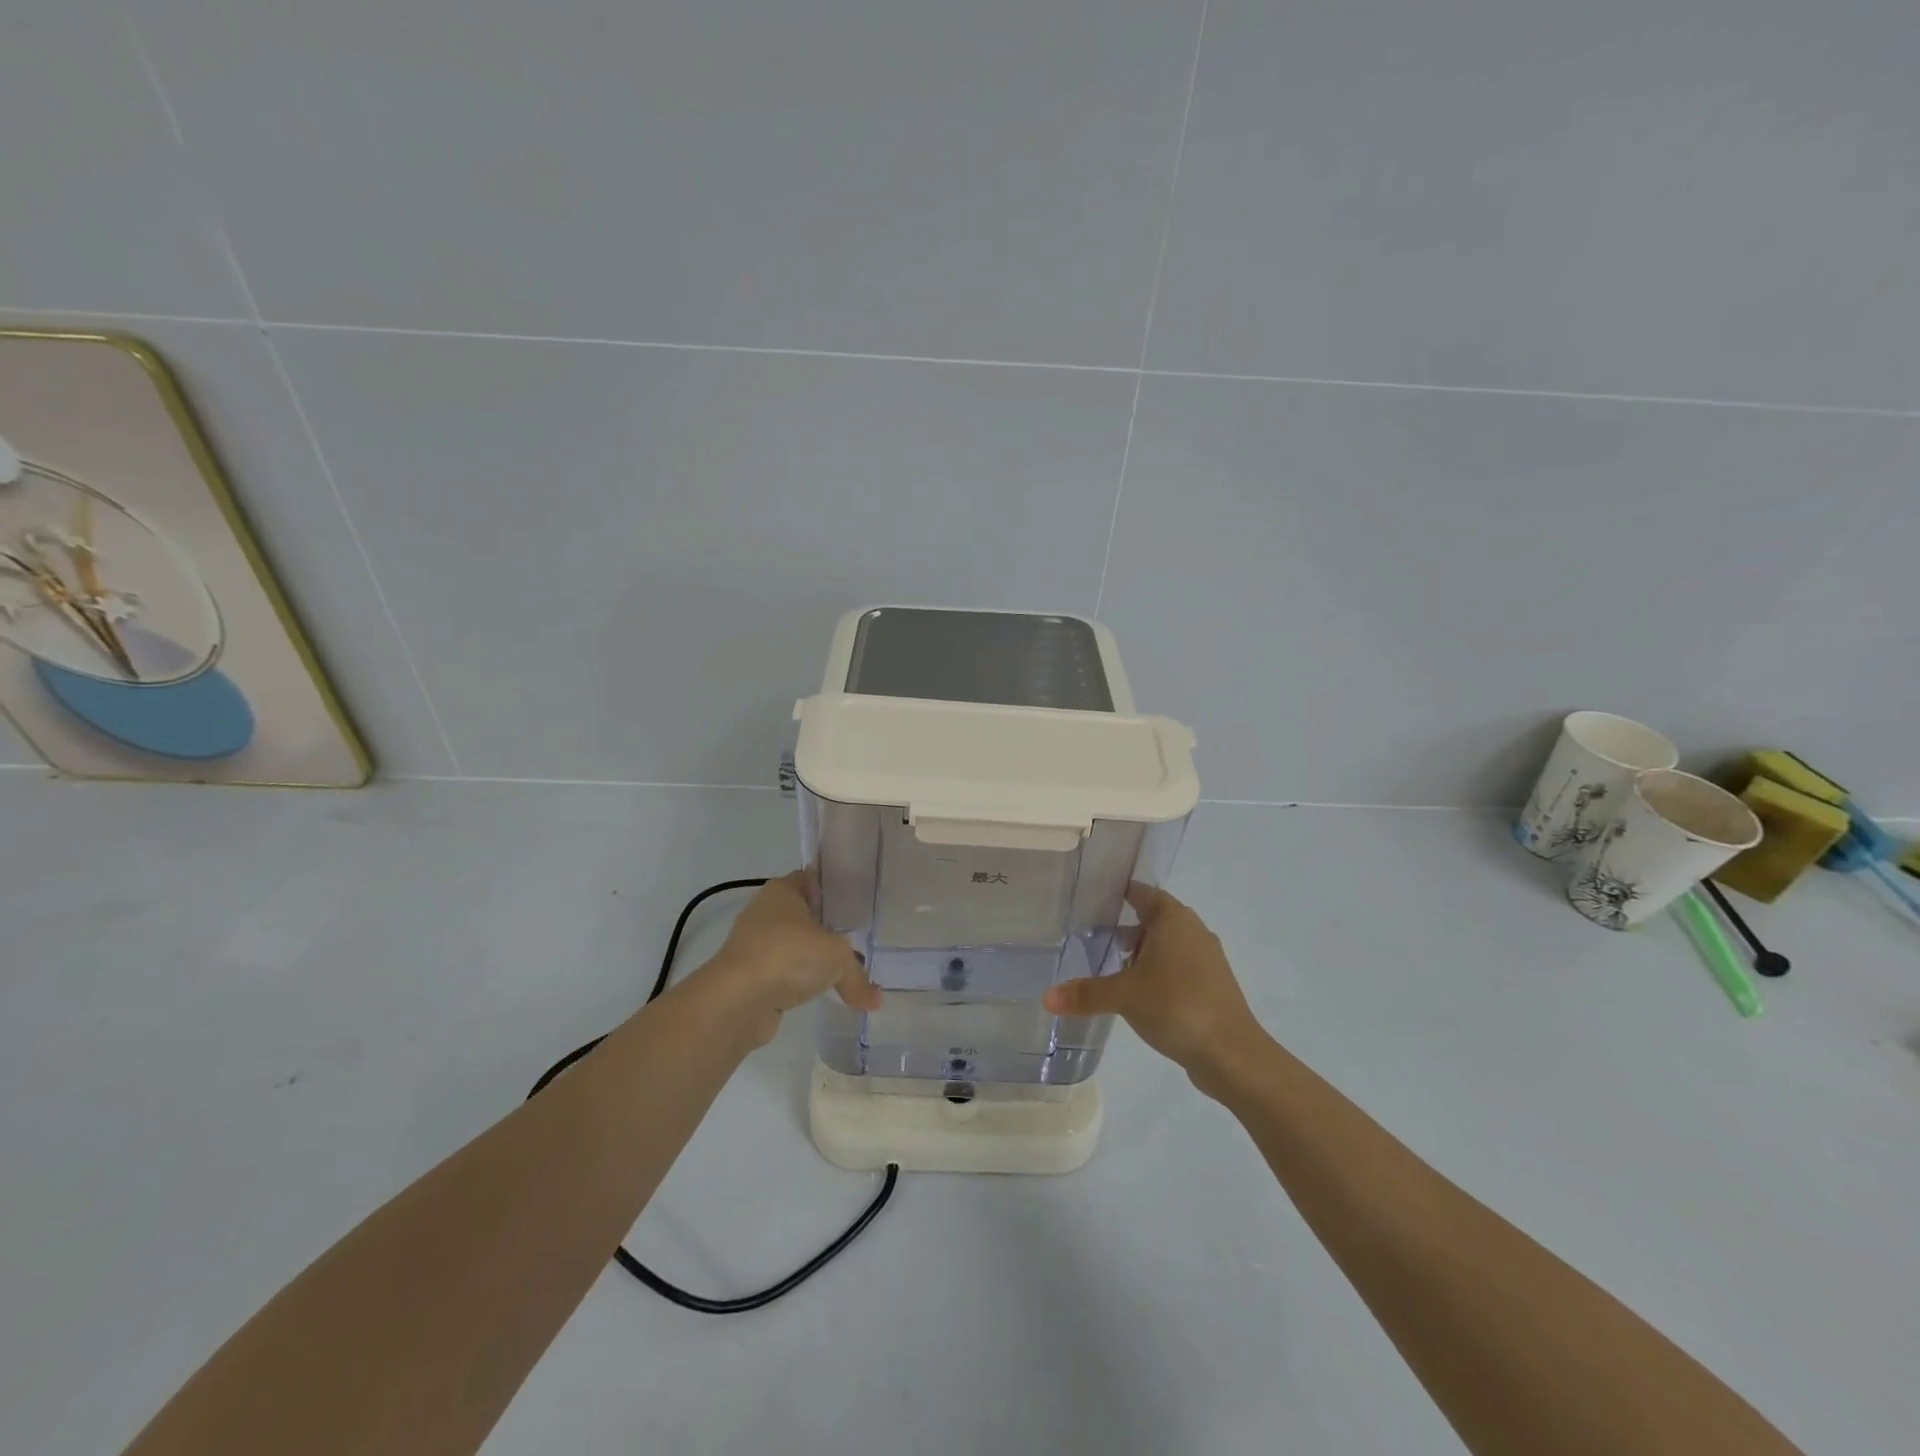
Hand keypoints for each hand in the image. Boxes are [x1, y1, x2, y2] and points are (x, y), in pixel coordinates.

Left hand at [694, 872, 879, 1046]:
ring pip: (794, 946)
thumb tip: (876, 1000)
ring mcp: (755, 945)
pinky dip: (800, 982)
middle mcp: (766, 912)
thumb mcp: (837, 957)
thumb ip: (858, 975)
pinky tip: (821, 992)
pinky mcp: (751, 976)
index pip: (814, 879)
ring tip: (845, 969)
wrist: (737, 1000)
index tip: (860, 901)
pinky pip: (785, 973)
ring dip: (813, 957)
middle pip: (805, 914)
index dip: (837, 888)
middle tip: (860, 936)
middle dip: (829, 926)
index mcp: (783, 890)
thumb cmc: (789, 956)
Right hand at [1042, 886, 1267, 1091]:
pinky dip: (1158, 973)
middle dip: (1125, 927)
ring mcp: (1206, 959)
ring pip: (1167, 945)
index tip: (1091, 898)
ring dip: (1142, 953)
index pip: (1142, 893)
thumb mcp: (1124, 996)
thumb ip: (1085, 993)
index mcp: (1173, 918)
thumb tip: (1045, 997)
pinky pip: (1178, 967)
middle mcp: (1193, 930)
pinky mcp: (1212, 985)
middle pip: (1153, 918)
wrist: (1232, 1053)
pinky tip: (1139, 994)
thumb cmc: (1177, 1006)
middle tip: (1092, 937)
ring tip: (1112, 968)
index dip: (1117, 893)